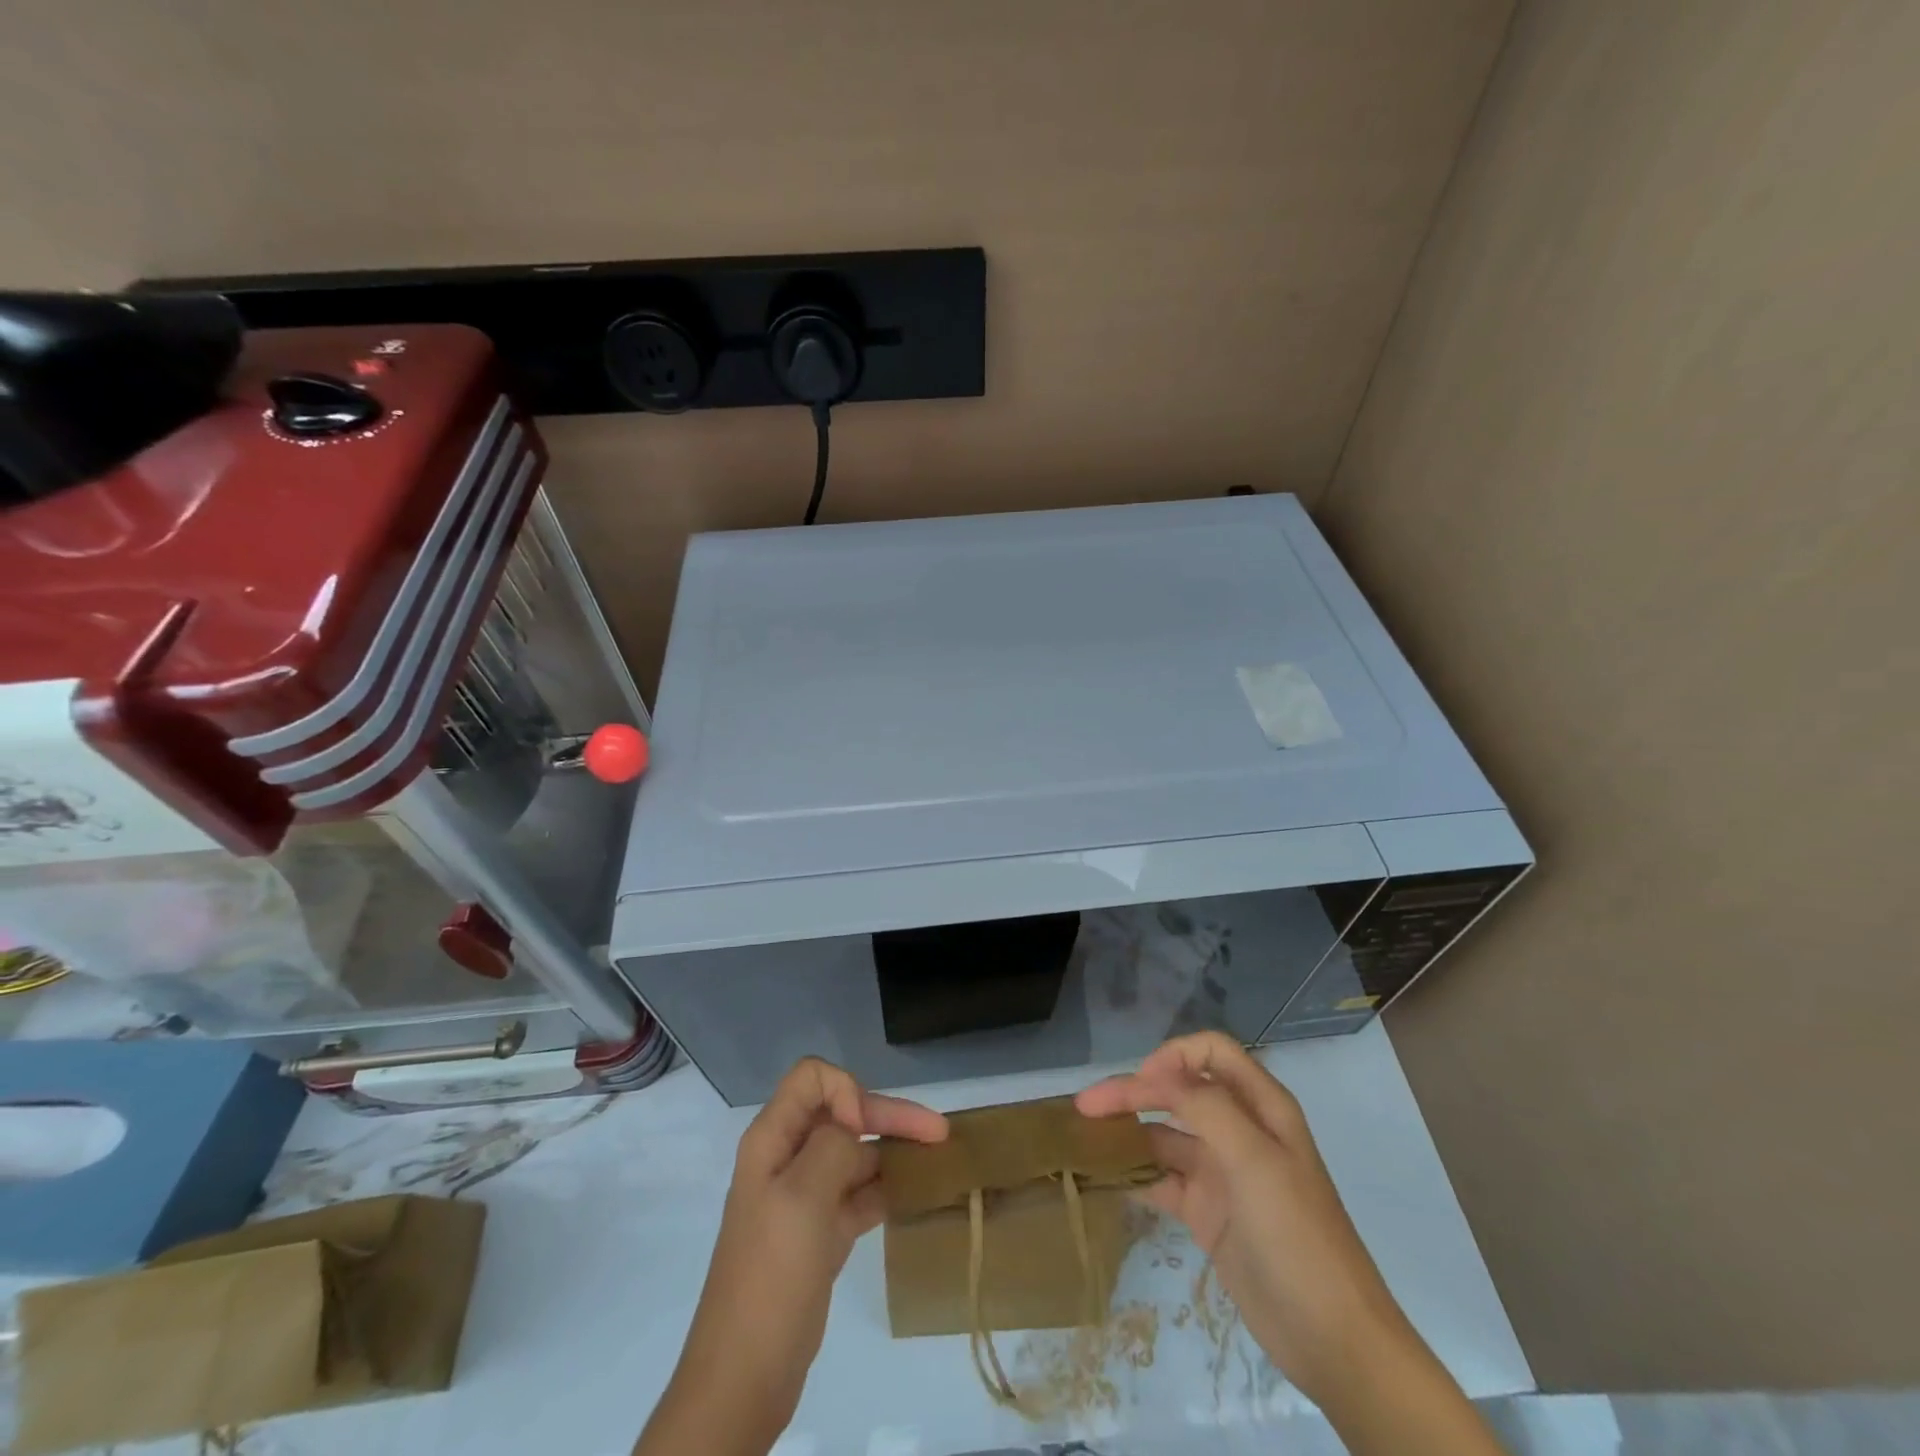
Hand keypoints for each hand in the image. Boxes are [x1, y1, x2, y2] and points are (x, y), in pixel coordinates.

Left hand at [636, 1058, 946, 1455]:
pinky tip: (917, 1194)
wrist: (745, 1376)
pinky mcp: (821, 1231)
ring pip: (856, 1153)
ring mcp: (805, 1197)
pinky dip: (887, 1187)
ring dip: (893, 1150)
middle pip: (843, 1114)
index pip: (813, 1079)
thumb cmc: (771, 1276)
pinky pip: (860, 1192)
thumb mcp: (801, 1198)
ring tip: (938, 1161)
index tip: (863, 1131)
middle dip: (889, 1115)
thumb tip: (856, 1130)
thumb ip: (833, 1146)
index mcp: (772, 1140)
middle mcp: (788, 1158)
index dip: (845, 1091)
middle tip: (939, 1132)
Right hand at [1076, 1033, 1500, 1455]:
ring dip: (1129, 1131)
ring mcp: (1222, 1172)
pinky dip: (1134, 1173)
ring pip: (1165, 1135)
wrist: (1331, 1338)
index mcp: (1261, 1107)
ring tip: (1085, 1139)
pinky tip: (1105, 1176)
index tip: (1141, 1082)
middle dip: (1135, 1091)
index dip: (1173, 1056)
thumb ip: (1207, 1107)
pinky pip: (1162, 1179)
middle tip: (1086, 1107)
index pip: (1211, 1054)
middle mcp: (1239, 1130)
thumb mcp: (1255, 1160)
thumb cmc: (1296, 1234)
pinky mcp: (1207, 1212)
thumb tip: (1159, 1071)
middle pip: (1179, 1091)